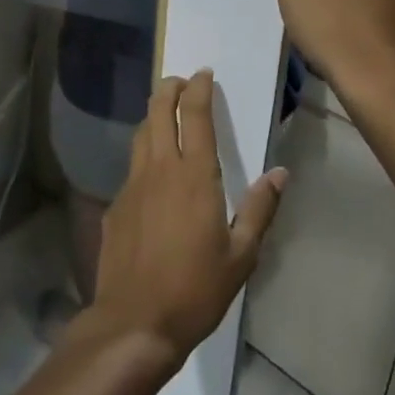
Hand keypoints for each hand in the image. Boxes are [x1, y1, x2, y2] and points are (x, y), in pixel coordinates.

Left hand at [87, 71, 287, 372]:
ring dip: (154, 116)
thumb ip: (259, 209)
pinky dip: (144, 154)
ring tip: (166, 115)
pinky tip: (153, 174)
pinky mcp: (115, 205)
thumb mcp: (241, 255)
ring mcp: (132, 185)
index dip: (198, 89)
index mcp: (194, 176)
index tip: (204, 74)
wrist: (135, 321)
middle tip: (181, 82)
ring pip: (140, 135)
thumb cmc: (196, 290)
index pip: (195, 115)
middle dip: (169, 89)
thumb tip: (280, 173)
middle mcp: (159, 169)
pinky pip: (131, 168)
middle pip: (158, 111)